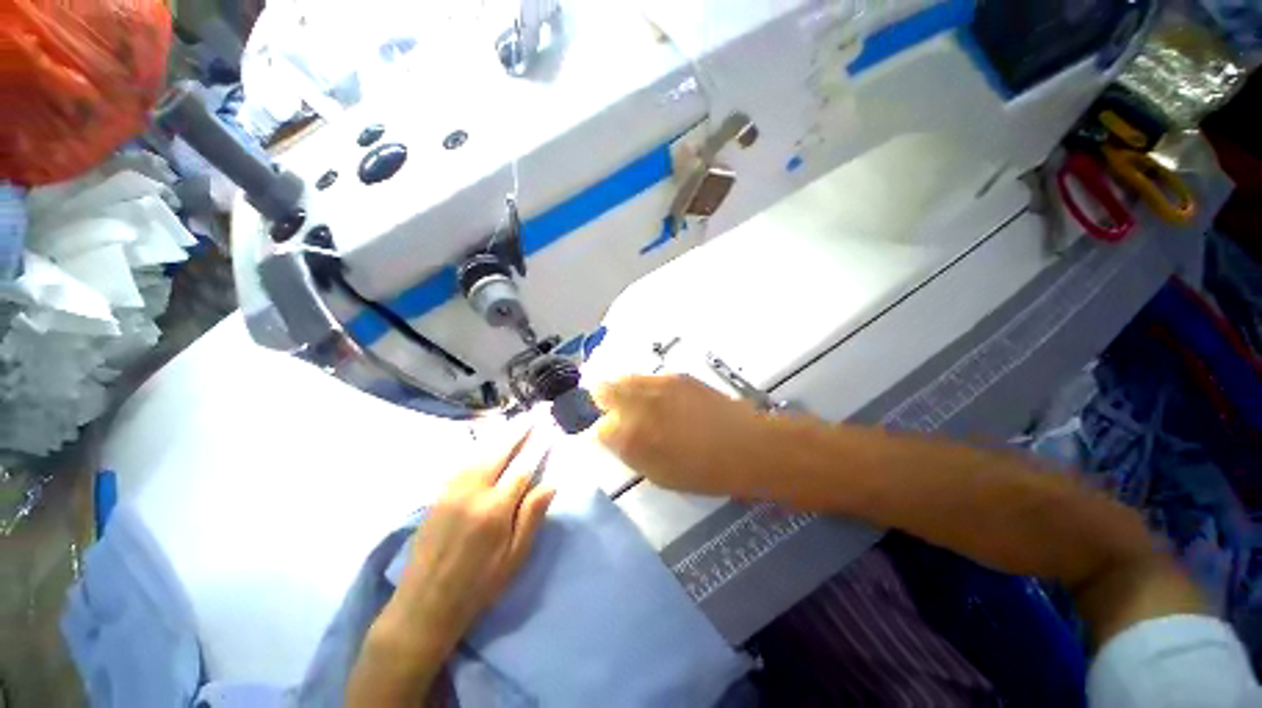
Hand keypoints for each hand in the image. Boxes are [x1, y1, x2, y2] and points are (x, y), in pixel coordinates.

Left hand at [349, 432, 554, 707]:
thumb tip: (551, 483)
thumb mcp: (514, 558)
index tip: (548, 430)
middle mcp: (472, 493)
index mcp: (495, 510)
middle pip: (499, 452)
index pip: (523, 467)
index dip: (538, 447)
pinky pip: (462, 463)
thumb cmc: (478, 585)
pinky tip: (486, 444)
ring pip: (479, 453)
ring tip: (514, 423)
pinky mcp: (437, 495)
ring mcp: (451, 491)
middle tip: (532, 415)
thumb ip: (532, 516)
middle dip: (518, 431)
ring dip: (499, 435)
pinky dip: (478, 448)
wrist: (424, 604)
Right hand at [593, 375, 780, 497]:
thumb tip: (614, 437)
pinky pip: (648, 378)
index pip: (598, 428)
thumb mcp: (658, 474)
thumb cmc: (702, 471)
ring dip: (624, 392)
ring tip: (639, 406)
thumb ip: (630, 452)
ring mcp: (658, 385)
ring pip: (624, 379)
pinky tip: (661, 400)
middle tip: (616, 415)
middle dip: (604, 402)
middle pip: (604, 391)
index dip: (603, 433)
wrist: (746, 445)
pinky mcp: (677, 376)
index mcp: (631, 436)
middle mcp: (638, 404)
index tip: (612, 437)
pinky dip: (645, 387)